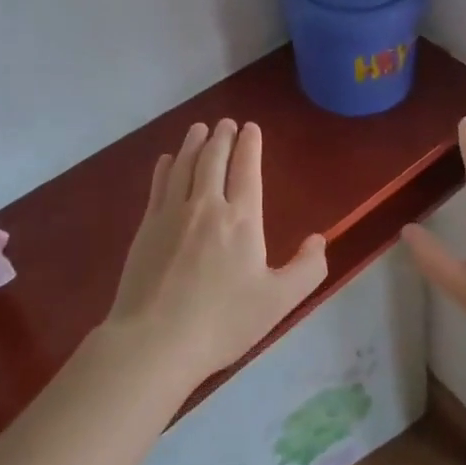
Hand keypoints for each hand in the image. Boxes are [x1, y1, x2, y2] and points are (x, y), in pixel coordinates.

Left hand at [110, 118, 328, 379]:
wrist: (155, 341)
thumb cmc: (223, 322)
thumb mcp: (278, 302)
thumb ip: (306, 269)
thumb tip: (319, 239)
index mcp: (241, 219)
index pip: (247, 169)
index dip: (250, 145)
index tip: (251, 127)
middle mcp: (206, 205)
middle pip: (213, 159)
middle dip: (222, 137)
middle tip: (226, 123)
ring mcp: (171, 214)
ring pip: (184, 165)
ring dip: (194, 143)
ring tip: (199, 129)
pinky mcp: (146, 228)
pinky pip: (159, 185)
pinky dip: (166, 167)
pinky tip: (167, 161)